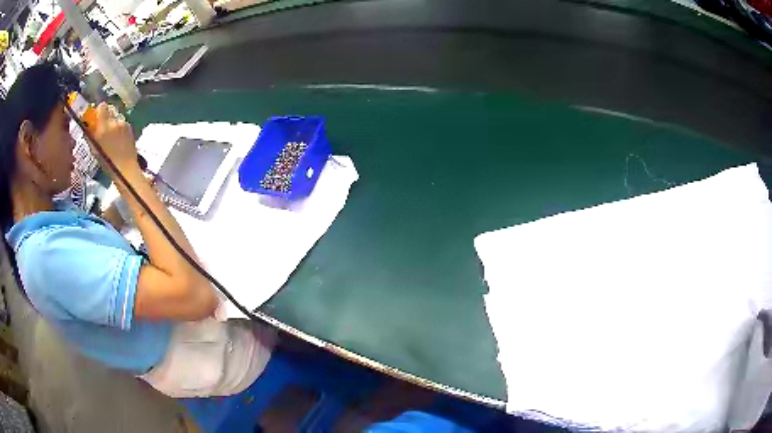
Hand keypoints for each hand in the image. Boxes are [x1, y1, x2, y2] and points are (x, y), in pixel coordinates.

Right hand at [92, 103, 137, 170]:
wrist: (125, 168)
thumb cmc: (107, 163)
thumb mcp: (95, 149)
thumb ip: (91, 135)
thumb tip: (88, 126)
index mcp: (103, 128)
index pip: (102, 107)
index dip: (99, 110)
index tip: (96, 117)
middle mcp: (114, 122)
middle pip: (110, 109)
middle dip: (106, 115)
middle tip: (103, 124)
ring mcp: (123, 123)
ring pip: (116, 115)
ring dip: (112, 120)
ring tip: (111, 133)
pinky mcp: (130, 127)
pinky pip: (122, 121)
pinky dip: (119, 126)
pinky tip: (118, 136)